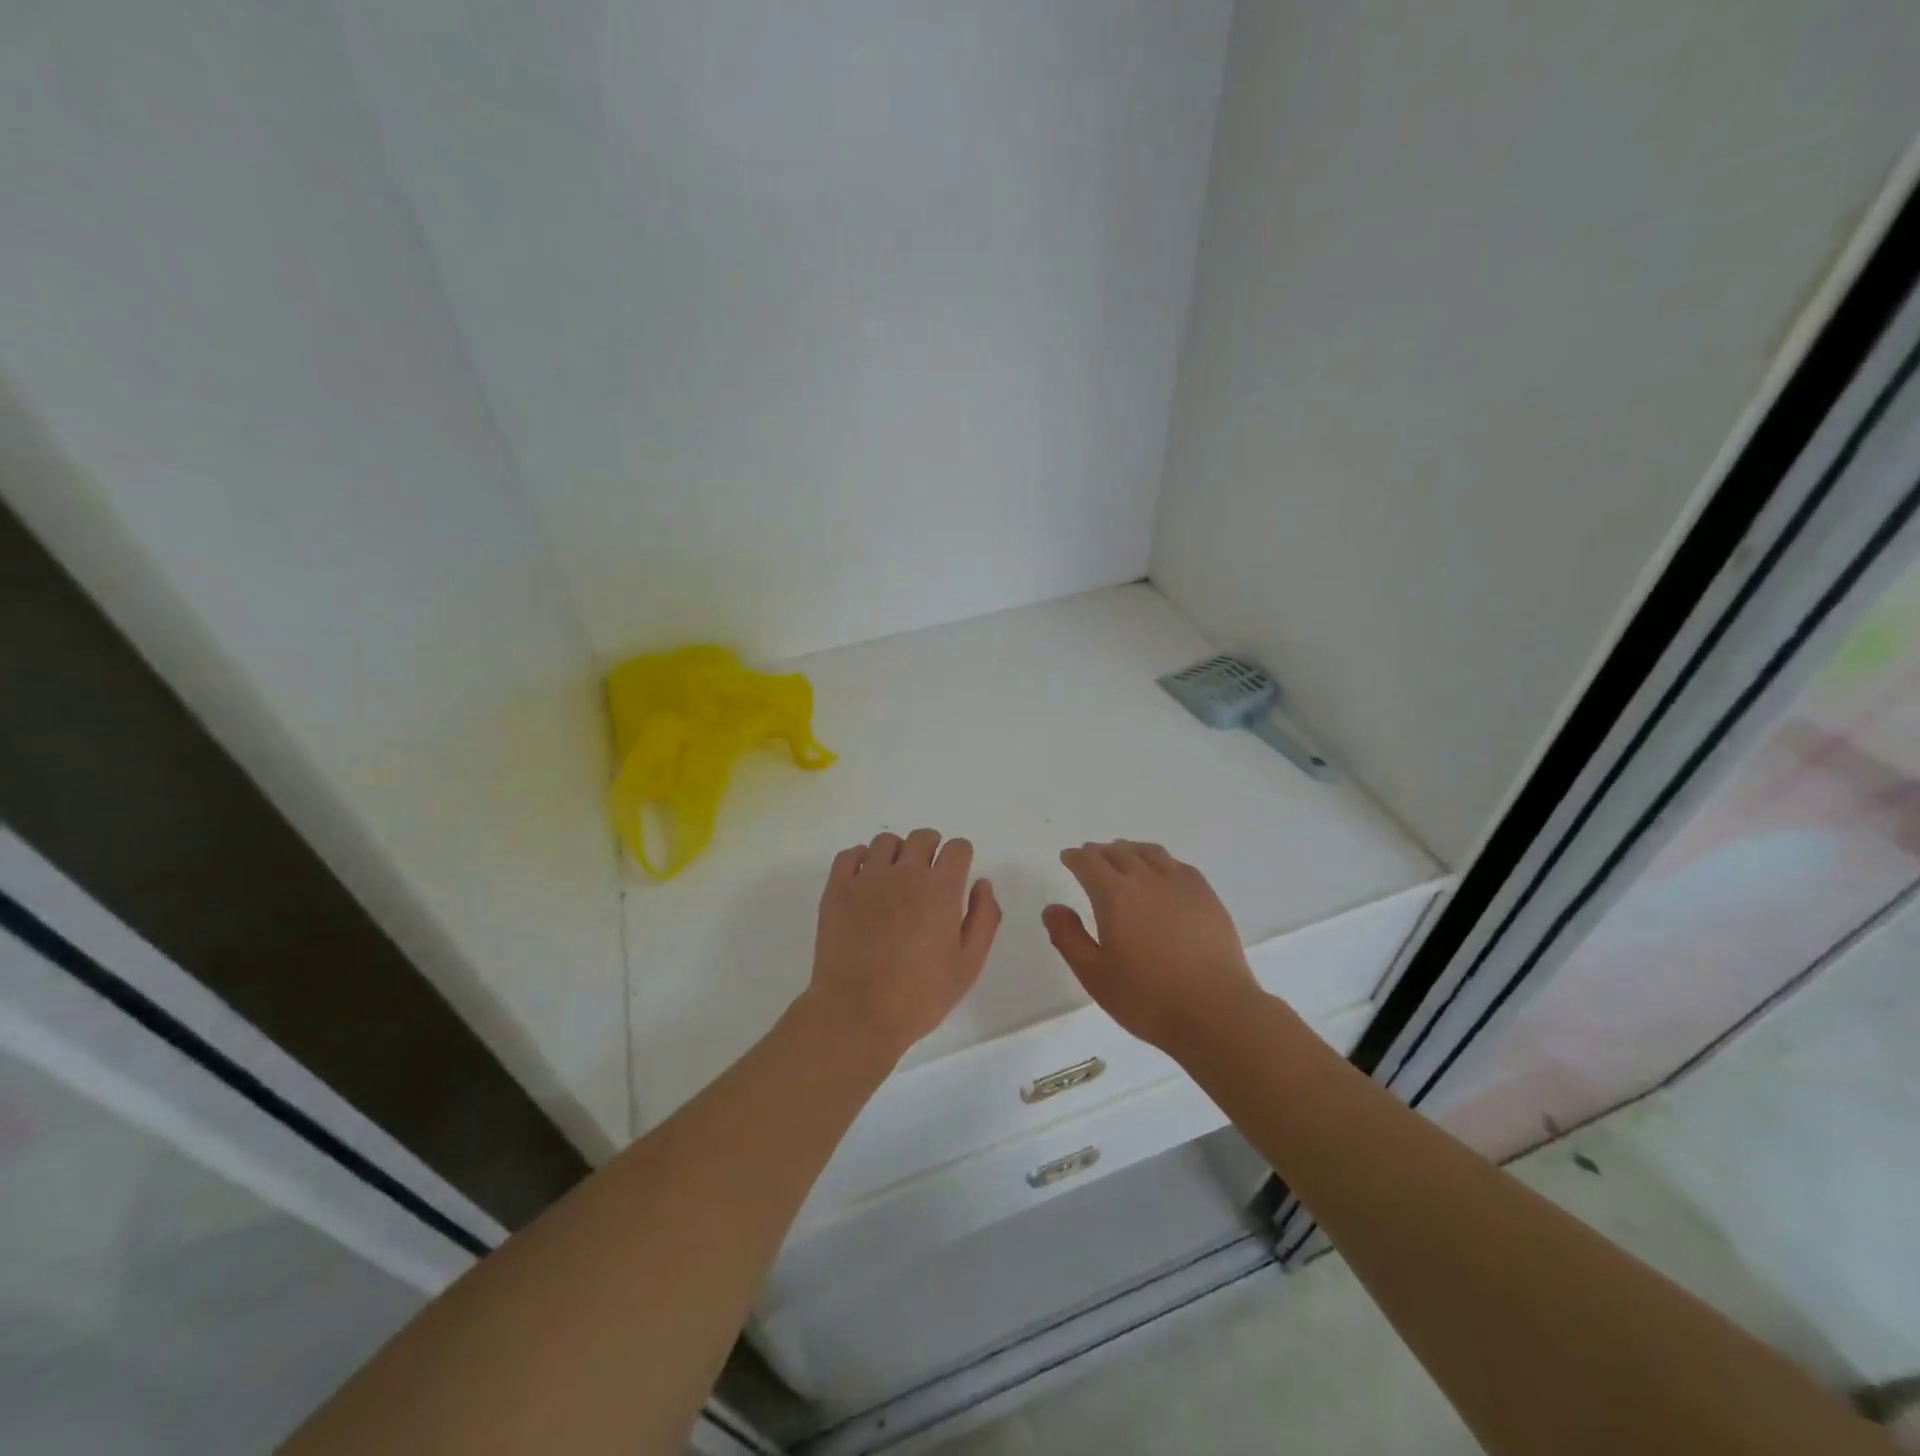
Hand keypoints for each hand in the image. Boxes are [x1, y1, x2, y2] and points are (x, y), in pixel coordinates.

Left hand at [806, 828, 1001, 1057]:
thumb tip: (982, 884)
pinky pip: (850, 854)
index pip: (957, 848)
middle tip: (928, 876)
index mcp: (941, 889)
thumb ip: (984, 918)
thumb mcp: (969, 965)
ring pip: (886, 841)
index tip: (956, 874)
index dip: (961, 858)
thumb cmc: (920, 996)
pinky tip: (865, 881)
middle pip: (923, 837)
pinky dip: (861, 859)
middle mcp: (905, 872)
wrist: (858, 1013)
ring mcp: (867, 878)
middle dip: (932, 849)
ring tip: (895, 879)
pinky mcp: (837, 889)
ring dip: (897, 853)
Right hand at [1043, 840, 1263, 1055]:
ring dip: (1130, 850)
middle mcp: (1147, 879)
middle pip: (1119, 852)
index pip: (1089, 863)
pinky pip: (1177, 865)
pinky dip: (1160, 861)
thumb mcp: (1094, 975)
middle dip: (1100, 852)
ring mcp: (1181, 885)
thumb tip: (1053, 908)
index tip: (1068, 858)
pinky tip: (1161, 874)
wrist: (1216, 1012)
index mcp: (1115, 895)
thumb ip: (1068, 937)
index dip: (1075, 858)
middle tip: (1091, 858)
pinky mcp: (1207, 896)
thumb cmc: (1147, 998)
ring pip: (1150, 853)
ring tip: (1123, 857)